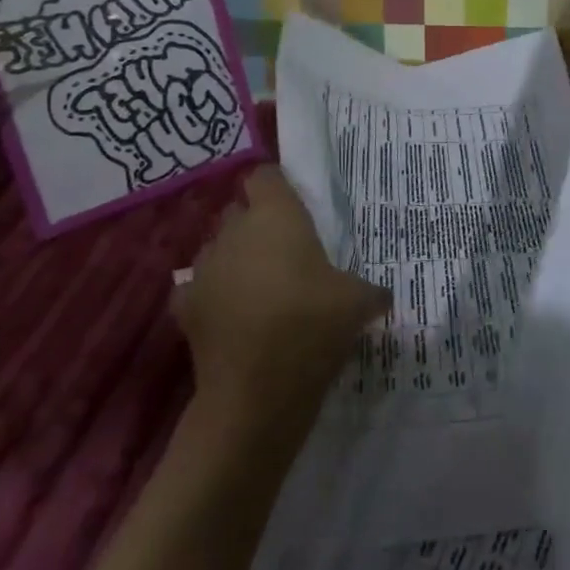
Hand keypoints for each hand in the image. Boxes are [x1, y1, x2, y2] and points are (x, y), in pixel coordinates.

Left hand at [175, 166, 389, 427]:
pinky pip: (198, 289)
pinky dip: (212, 296)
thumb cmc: (313, 324)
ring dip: (233, 259)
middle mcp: (234, 232)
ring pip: (216, 249)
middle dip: (255, 224)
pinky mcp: (184, 307)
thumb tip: (384, 296)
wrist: (256, 393)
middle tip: (285, 250)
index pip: (265, 176)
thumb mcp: (359, 303)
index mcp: (276, 216)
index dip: (278, 187)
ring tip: (259, 286)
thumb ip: (370, 291)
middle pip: (238, 211)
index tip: (295, 206)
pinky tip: (231, 316)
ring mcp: (204, 269)